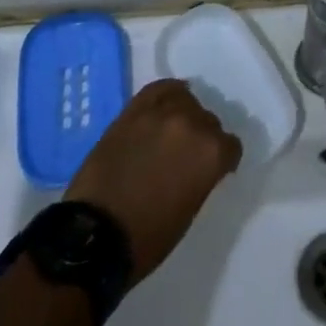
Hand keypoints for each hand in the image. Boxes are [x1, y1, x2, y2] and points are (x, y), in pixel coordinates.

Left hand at [65, 79, 241, 283]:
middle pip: (209, 121)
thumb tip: (199, 163)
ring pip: (186, 100)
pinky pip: (160, 89)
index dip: (222, 161)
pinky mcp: (134, 109)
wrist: (95, 235)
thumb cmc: (148, 236)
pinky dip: (166, 96)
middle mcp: (192, 124)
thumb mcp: (190, 208)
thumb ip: (202, 175)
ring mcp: (162, 112)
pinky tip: (164, 106)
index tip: (213, 170)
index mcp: (211, 153)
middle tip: (187, 157)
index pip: (230, 146)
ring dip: (184, 116)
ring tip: (171, 133)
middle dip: (202, 138)